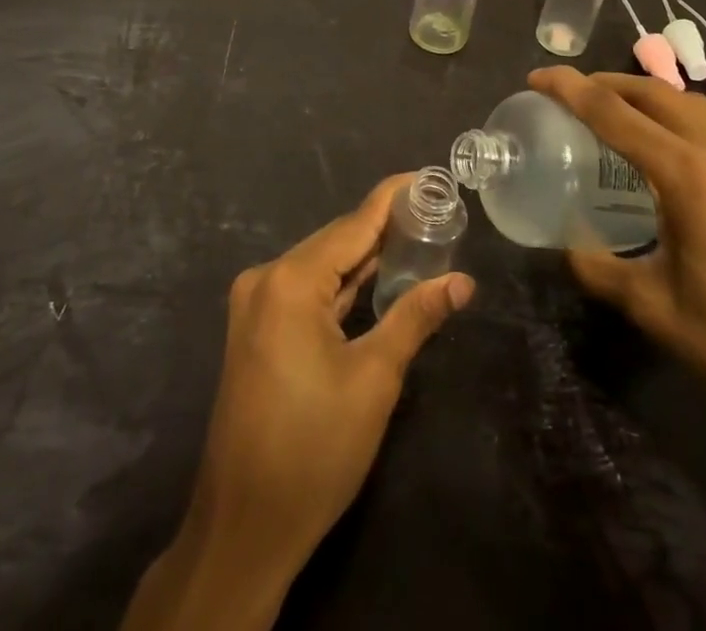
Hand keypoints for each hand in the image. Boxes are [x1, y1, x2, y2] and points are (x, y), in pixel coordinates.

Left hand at [122, 175, 474, 629]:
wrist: (244, 527)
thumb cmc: (314, 450)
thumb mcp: (374, 379)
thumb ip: (415, 318)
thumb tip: (461, 282)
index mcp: (290, 280)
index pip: (353, 224)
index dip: (391, 199)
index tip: (426, 178)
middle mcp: (266, 278)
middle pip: (335, 241)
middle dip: (383, 229)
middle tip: (433, 214)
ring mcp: (255, 304)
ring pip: (321, 266)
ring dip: (363, 258)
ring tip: (415, 238)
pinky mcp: (256, 328)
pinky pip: (306, 290)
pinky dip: (341, 284)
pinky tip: (374, 278)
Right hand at [529, 67, 705, 462]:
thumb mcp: (657, 310)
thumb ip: (603, 270)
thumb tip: (569, 248)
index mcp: (688, 177)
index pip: (616, 113)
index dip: (571, 90)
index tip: (537, 78)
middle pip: (656, 93)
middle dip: (608, 82)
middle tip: (569, 94)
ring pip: (691, 105)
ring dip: (646, 96)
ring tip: (612, 113)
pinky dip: (678, 118)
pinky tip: (665, 151)